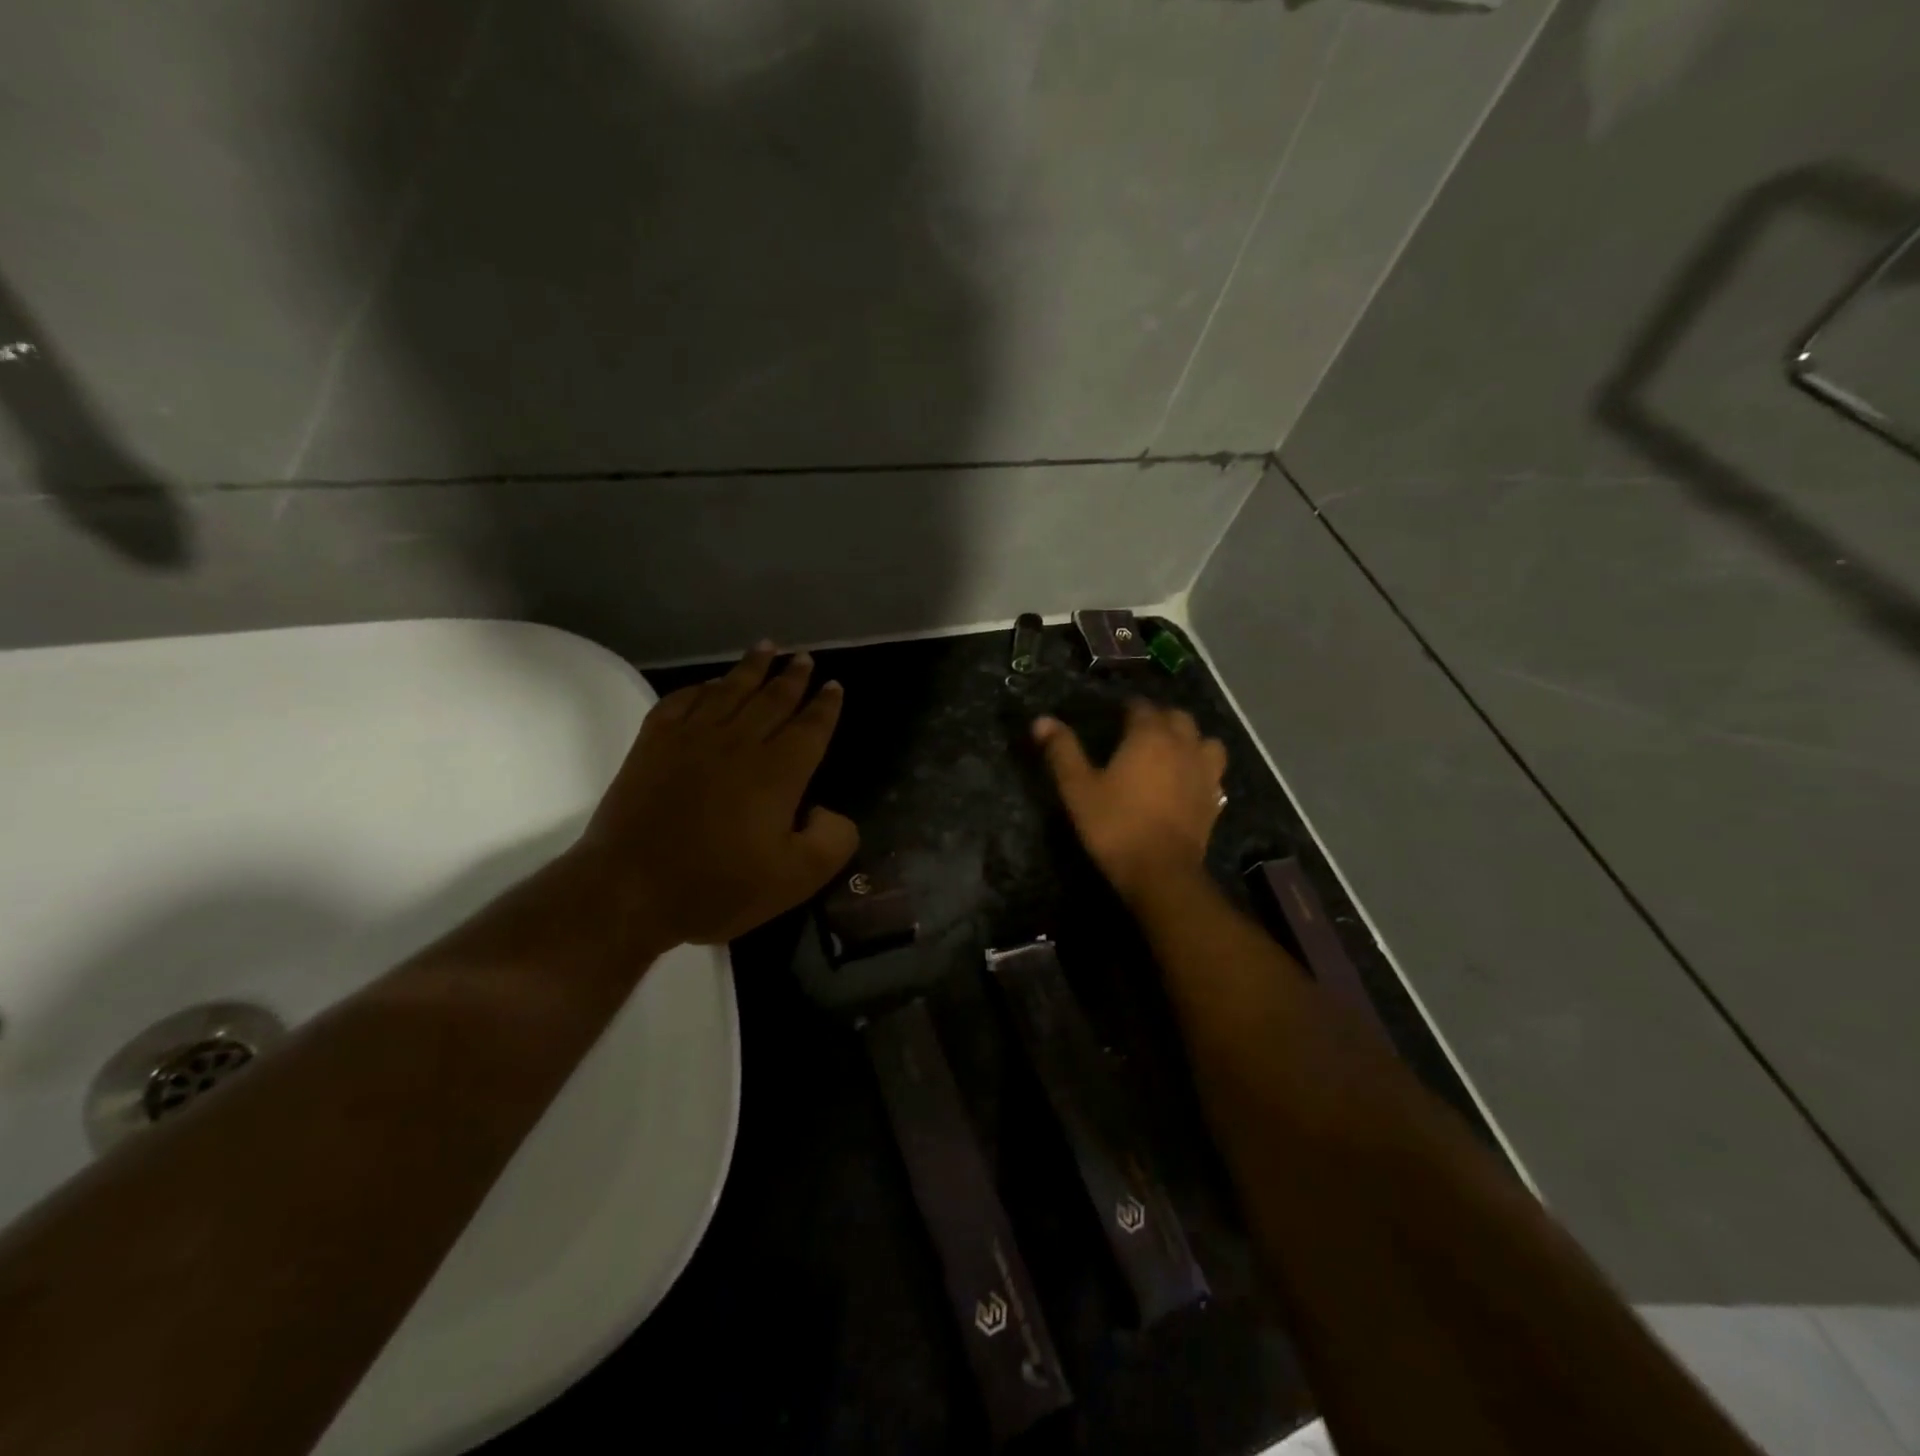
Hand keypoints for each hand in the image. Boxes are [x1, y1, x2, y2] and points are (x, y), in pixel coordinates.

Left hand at [574, 644, 859, 945]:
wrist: (630, 888)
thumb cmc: (718, 886)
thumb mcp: (796, 879)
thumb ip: (832, 841)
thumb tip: (830, 811)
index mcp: (778, 772)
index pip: (810, 727)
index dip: (825, 706)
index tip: (834, 685)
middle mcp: (739, 742)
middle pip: (773, 699)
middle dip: (793, 677)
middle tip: (804, 658)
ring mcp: (692, 738)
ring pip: (729, 690)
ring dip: (751, 668)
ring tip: (766, 648)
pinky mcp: (654, 743)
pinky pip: (682, 700)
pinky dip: (700, 687)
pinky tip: (708, 684)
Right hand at [1033, 701, 1226, 902]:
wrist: (1161, 871)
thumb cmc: (1115, 825)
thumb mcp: (1078, 788)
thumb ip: (1062, 751)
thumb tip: (1041, 720)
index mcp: (1149, 736)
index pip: (1141, 707)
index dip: (1128, 708)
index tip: (1115, 715)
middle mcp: (1182, 745)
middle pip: (1177, 717)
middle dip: (1159, 717)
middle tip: (1139, 731)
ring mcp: (1204, 772)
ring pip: (1205, 740)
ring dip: (1189, 739)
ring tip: (1171, 751)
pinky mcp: (1214, 798)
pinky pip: (1213, 771)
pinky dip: (1202, 767)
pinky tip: (1188, 780)